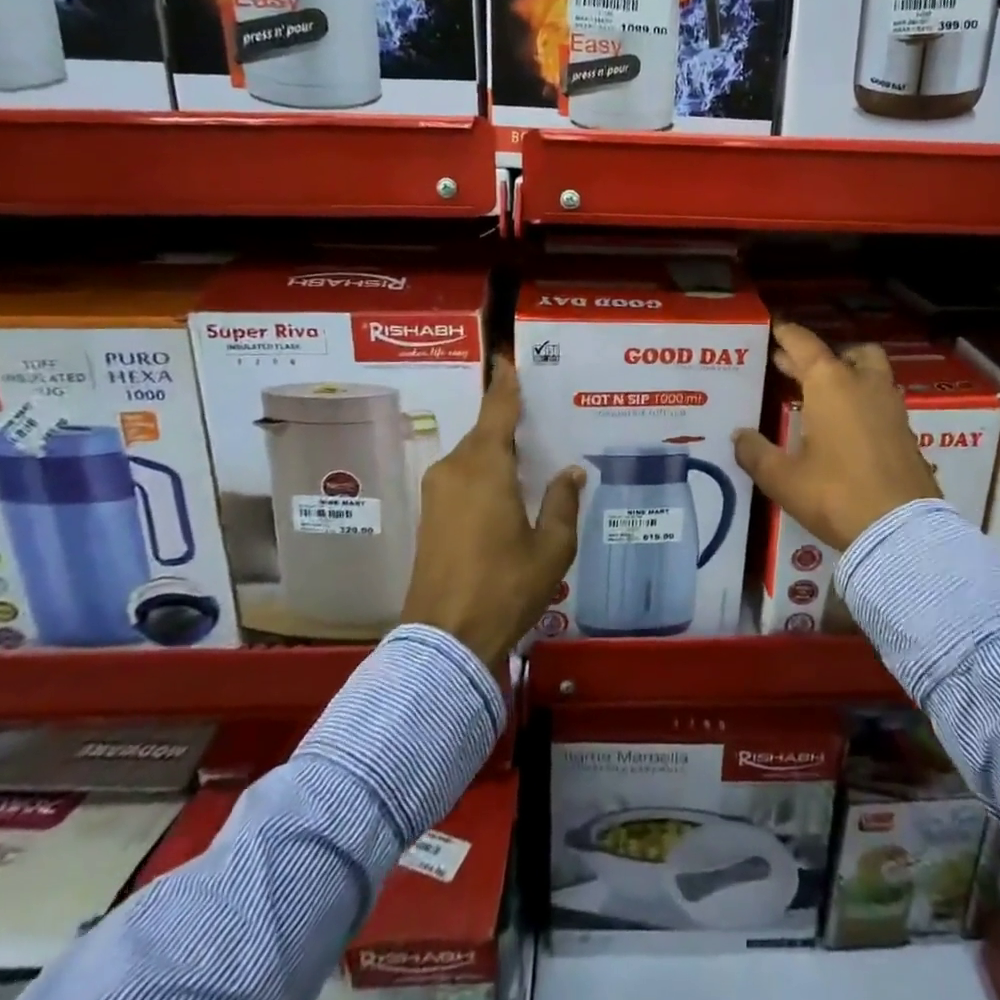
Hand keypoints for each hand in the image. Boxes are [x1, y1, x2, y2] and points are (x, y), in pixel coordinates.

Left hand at [401, 356, 582, 665]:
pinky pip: (462, 476)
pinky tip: (506, 485)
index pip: (497, 411)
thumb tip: (569, 472)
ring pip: (472, 456)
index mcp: (485, 468)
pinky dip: (484, 471)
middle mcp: (455, 470)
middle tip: (539, 414)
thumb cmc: (505, 587)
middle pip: (484, 433)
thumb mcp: (552, 548)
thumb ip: (562, 503)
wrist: (444, 641)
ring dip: (496, 451)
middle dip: (507, 422)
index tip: (507, 358)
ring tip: (529, 452)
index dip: (505, 384)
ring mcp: (437, 493)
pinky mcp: (430, 515)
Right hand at [733, 323, 939, 550]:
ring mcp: (891, 406)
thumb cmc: (835, 495)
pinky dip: (862, 399)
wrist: (901, 530)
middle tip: (790, 365)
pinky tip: (846, 424)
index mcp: (830, 384)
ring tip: (821, 392)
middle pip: (845, 353)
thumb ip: (756, 453)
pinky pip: (881, 400)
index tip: (776, 328)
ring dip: (847, 373)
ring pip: (871, 372)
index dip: (788, 335)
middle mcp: (864, 384)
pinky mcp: (906, 431)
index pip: (805, 345)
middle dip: (817, 356)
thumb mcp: (783, 478)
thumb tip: (739, 436)